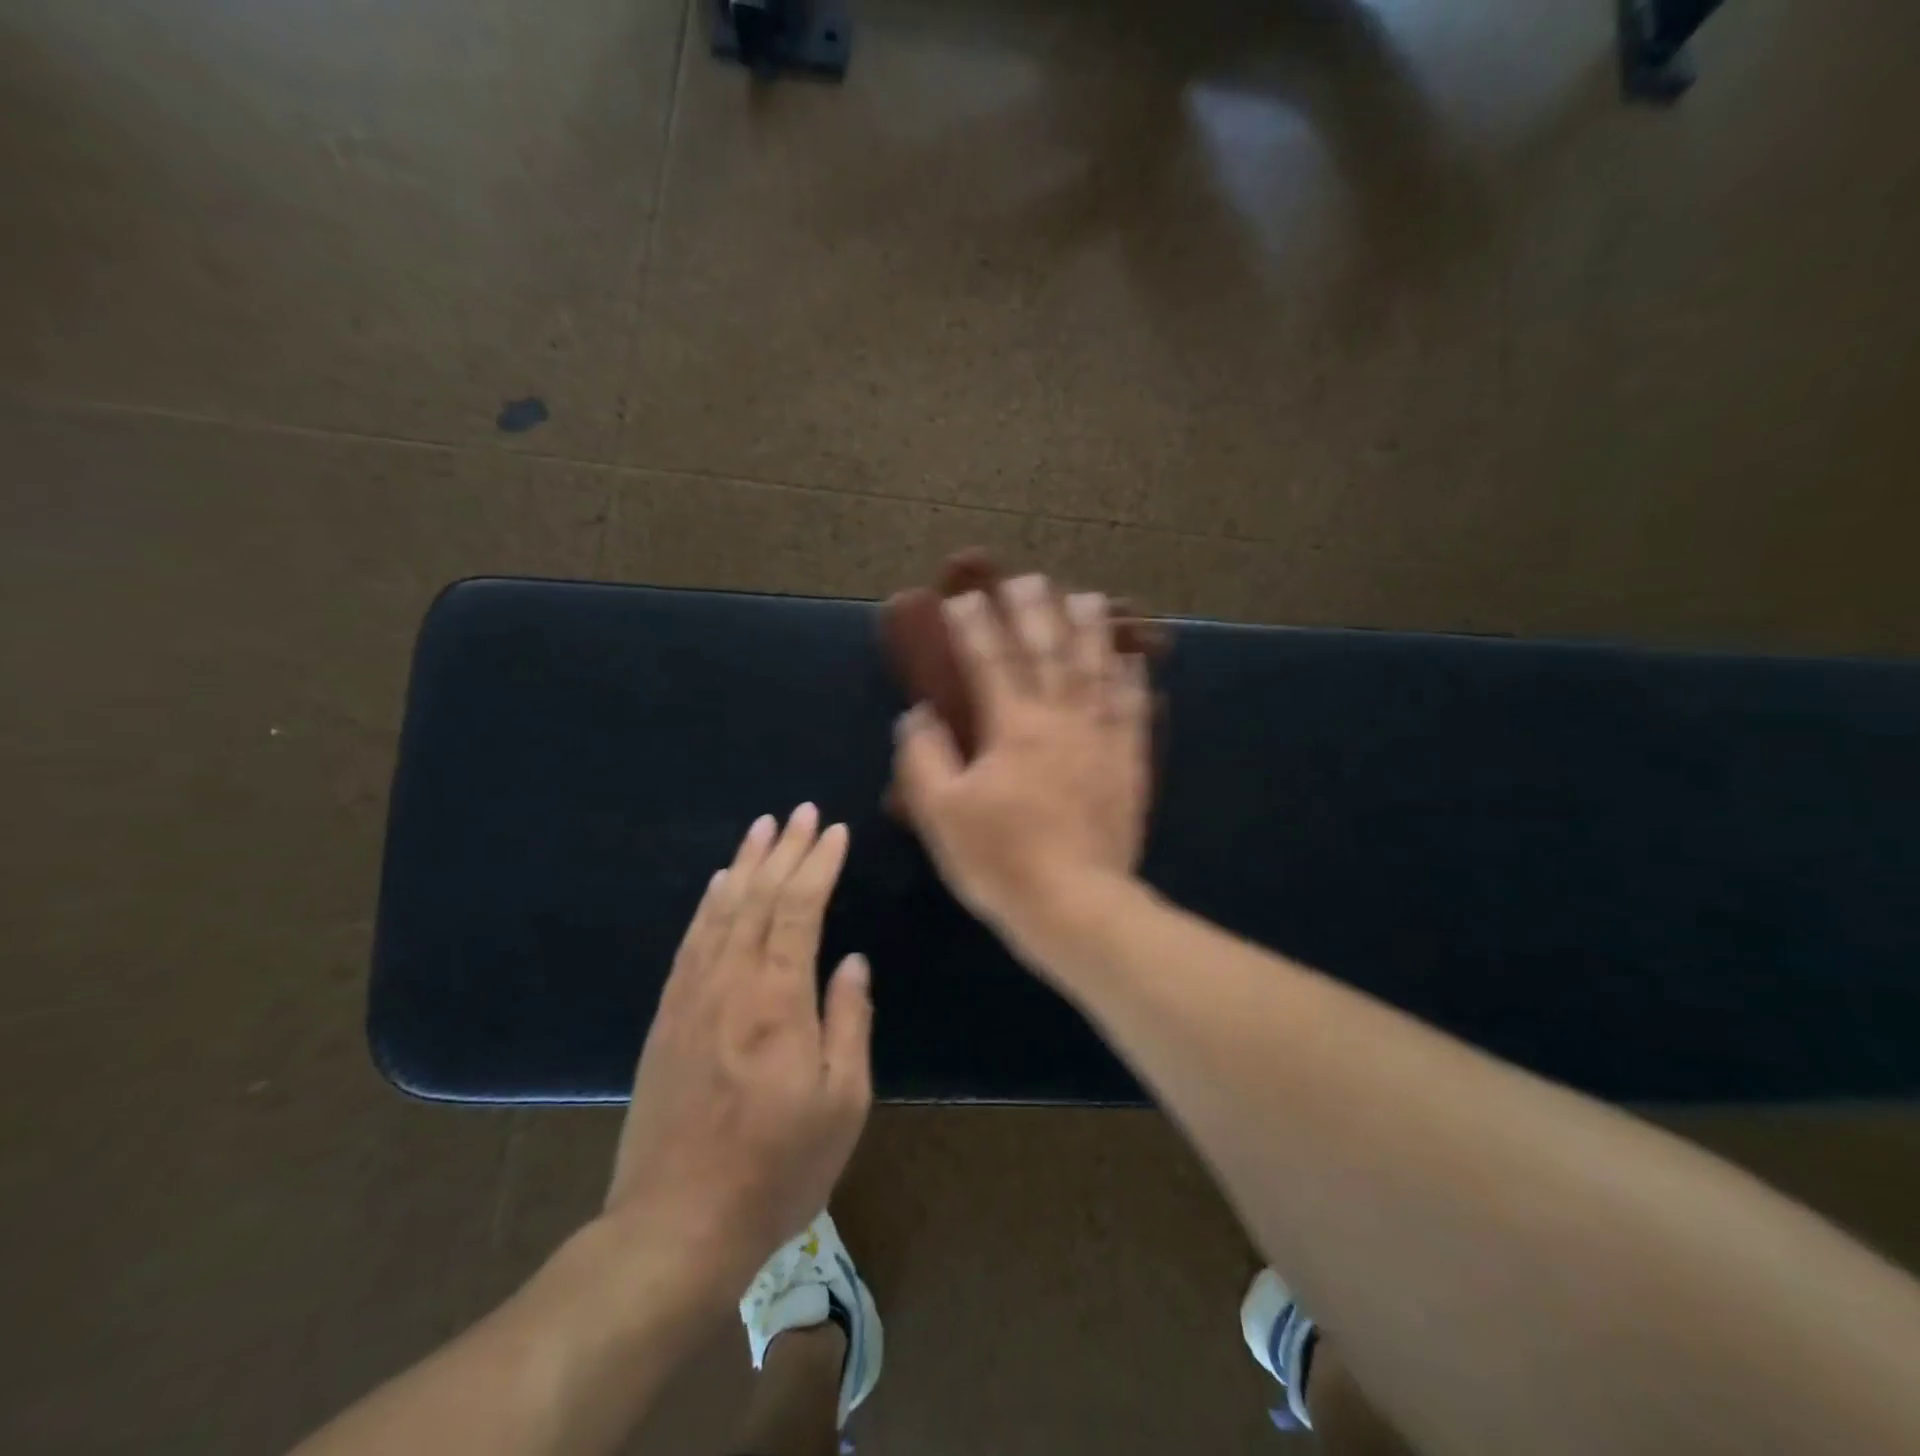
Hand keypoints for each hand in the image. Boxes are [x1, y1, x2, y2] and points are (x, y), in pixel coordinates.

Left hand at [603, 805, 872, 1312]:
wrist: (674, 1228)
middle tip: (802, 812)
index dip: (818, 865)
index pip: (799, 910)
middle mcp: (731, 984)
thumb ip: (849, 1021)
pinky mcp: (666, 1018)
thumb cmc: (776, 1170)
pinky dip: (708, 904)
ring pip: (721, 911)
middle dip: (784, 849)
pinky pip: (691, 942)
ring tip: (763, 828)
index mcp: (778, 1001)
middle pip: (758, 897)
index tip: (834, 831)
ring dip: (744, 864)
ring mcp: (691, 998)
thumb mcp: (842, 1103)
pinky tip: (719, 884)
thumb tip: (852, 962)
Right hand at [893, 574, 1150, 937]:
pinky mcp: (1128, 763)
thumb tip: (917, 716)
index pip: (989, 662)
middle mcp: (1060, 720)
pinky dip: (1132, 680)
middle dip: (1034, 612)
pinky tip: (1132, 658)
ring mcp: (1100, 739)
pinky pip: (1134, 710)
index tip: (962, 598)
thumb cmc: (1001, 859)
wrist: (1074, 904)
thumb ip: (924, 759)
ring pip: (1096, 670)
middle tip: (1027, 579)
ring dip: (1090, 630)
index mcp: (1012, 728)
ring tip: (1086, 597)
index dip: (974, 627)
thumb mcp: (941, 814)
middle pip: (1047, 652)